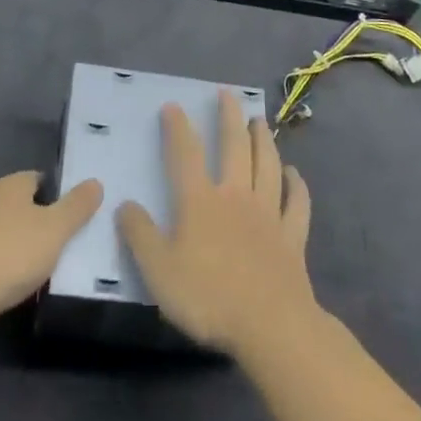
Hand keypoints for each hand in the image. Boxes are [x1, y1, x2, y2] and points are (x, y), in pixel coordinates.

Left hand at [0, 171, 102, 353]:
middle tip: (72, 244)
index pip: (41, 179)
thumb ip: (77, 206)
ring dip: (25, 250)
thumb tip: (95, 182)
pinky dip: (8, 271)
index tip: (80, 215)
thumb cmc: (8, 254)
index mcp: (10, 186)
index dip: (61, 194)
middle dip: (45, 223)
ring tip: (52, 269)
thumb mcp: (55, 229)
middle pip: (24, 207)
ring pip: (9, 236)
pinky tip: (22, 288)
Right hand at [118, 89, 316, 357]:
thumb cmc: (209, 297)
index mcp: (200, 201)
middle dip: (229, 117)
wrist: (270, 325)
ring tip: (259, 121)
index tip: (173, 106)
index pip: (186, 154)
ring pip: (268, 165)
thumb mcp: (158, 271)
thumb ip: (139, 235)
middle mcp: (236, 196)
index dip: (178, 128)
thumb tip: (124, 204)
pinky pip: (296, 203)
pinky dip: (296, 185)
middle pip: (234, 147)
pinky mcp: (292, 236)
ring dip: (263, 140)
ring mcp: (268, 213)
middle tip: (228, 94)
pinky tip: (295, 175)